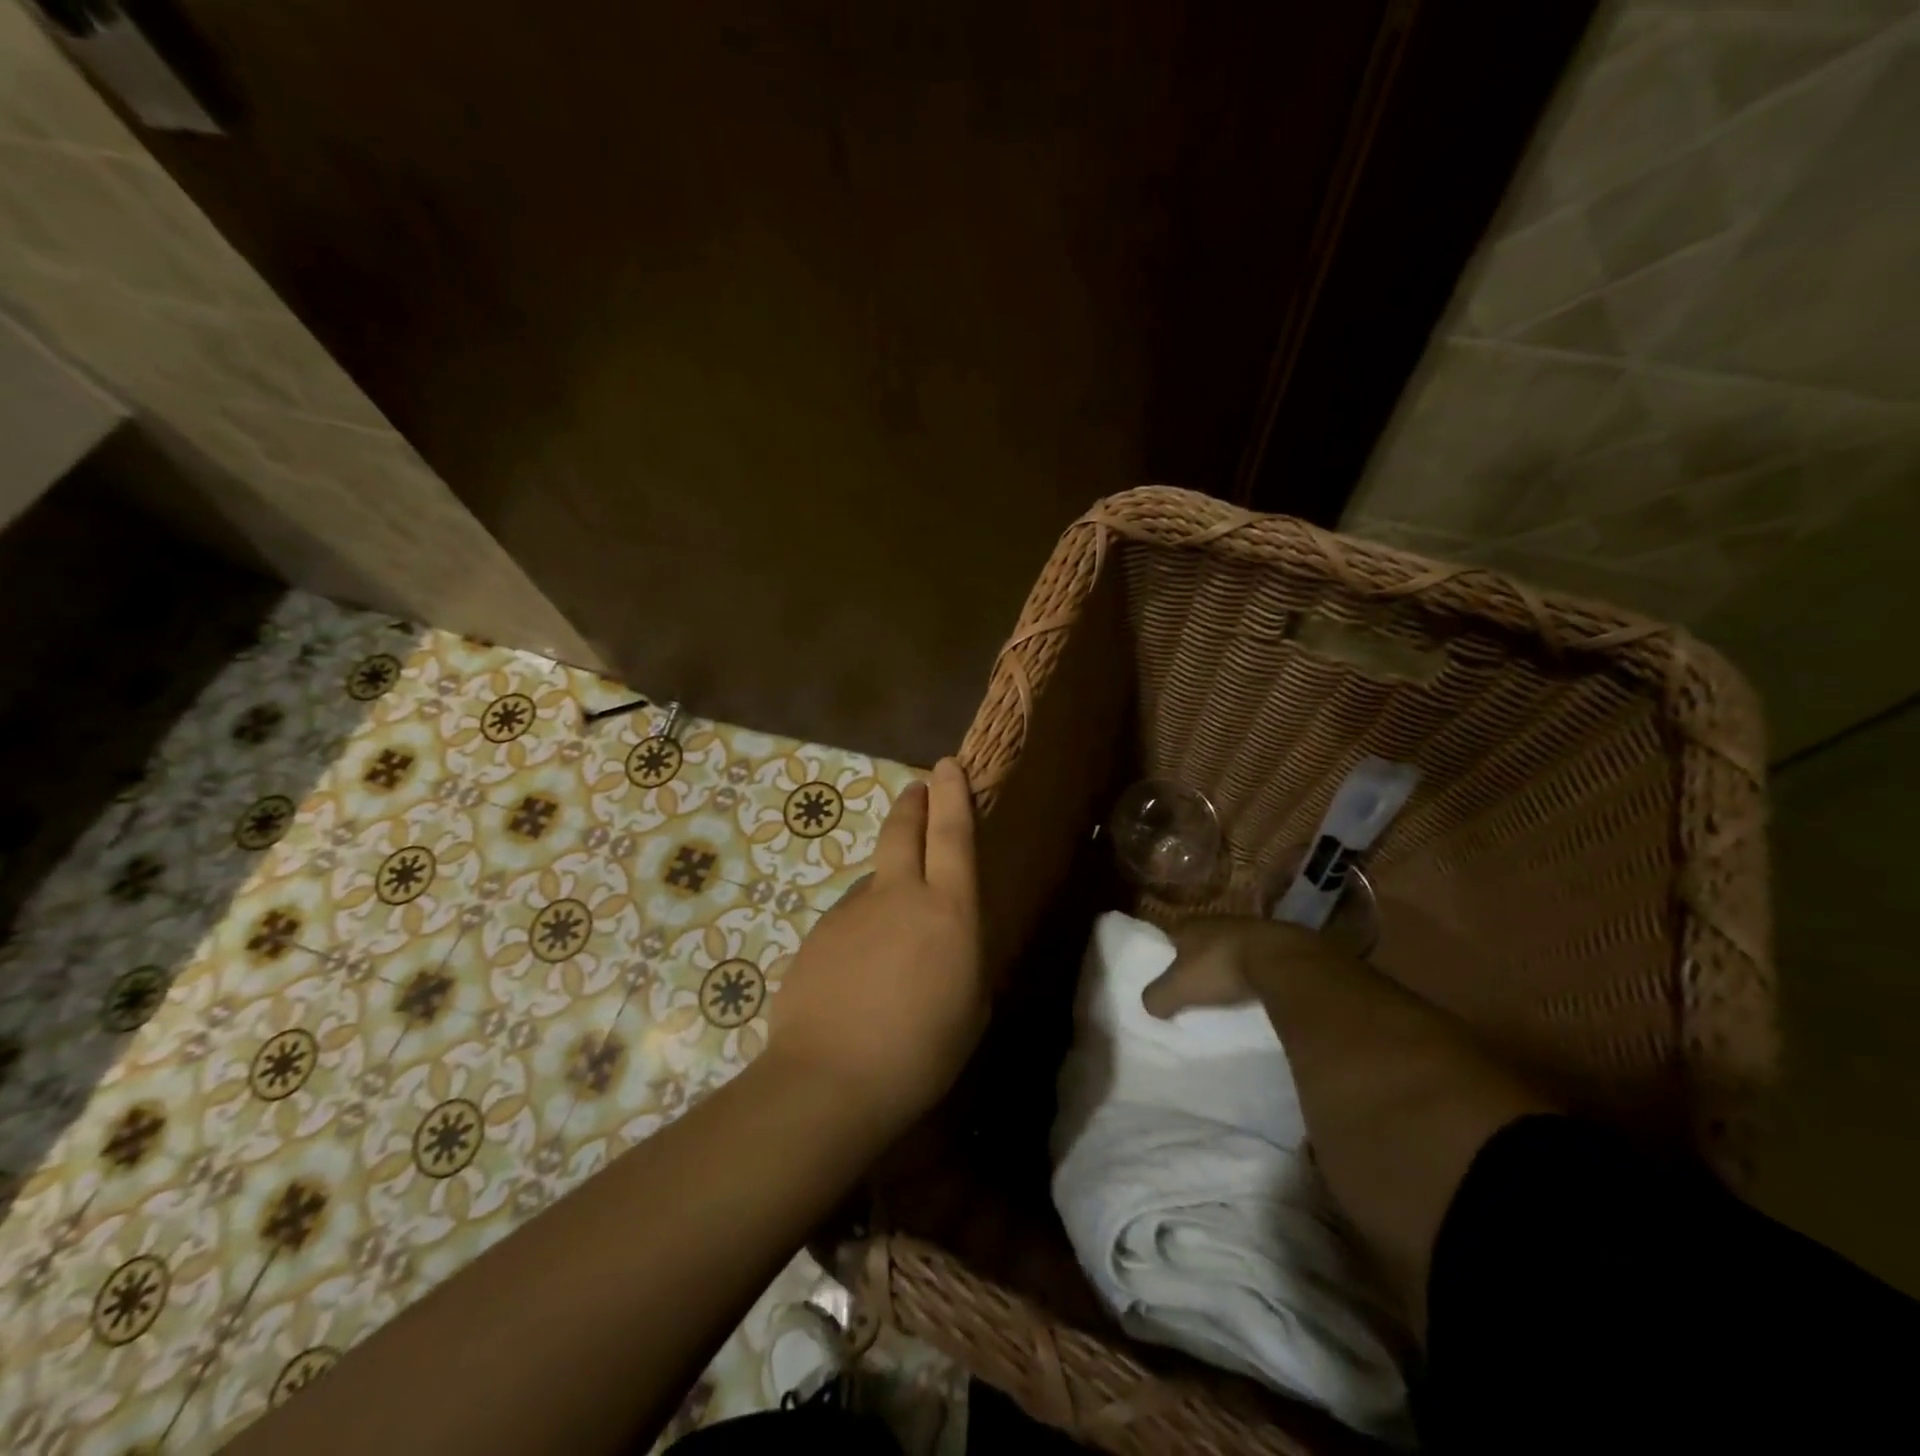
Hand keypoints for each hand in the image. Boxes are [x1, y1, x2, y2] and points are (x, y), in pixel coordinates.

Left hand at [764, 758, 983, 1125]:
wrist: (829, 1079)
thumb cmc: (921, 1052)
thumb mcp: (970, 1006)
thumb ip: (962, 956)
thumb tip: (947, 935)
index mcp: (947, 910)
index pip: (952, 835)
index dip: (953, 795)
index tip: (947, 766)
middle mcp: (897, 895)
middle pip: (902, 829)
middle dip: (913, 803)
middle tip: (918, 788)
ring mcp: (851, 911)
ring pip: (874, 880)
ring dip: (887, 886)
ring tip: (892, 940)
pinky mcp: (817, 933)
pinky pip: (849, 918)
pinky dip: (861, 930)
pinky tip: (859, 975)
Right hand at [1142, 915, 1350, 1017]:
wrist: (1282, 960)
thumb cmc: (1221, 968)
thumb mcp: (1180, 988)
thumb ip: (1159, 996)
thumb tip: (1150, 1006)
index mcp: (1189, 925)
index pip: (1171, 933)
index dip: (1167, 949)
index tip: (1166, 966)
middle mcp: (1217, 920)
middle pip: (1202, 938)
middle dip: (1199, 955)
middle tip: (1195, 978)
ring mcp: (1251, 929)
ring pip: (1231, 945)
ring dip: (1228, 961)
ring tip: (1225, 983)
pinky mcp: (1279, 943)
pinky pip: (1258, 956)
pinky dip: (1254, 968)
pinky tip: (1255, 984)